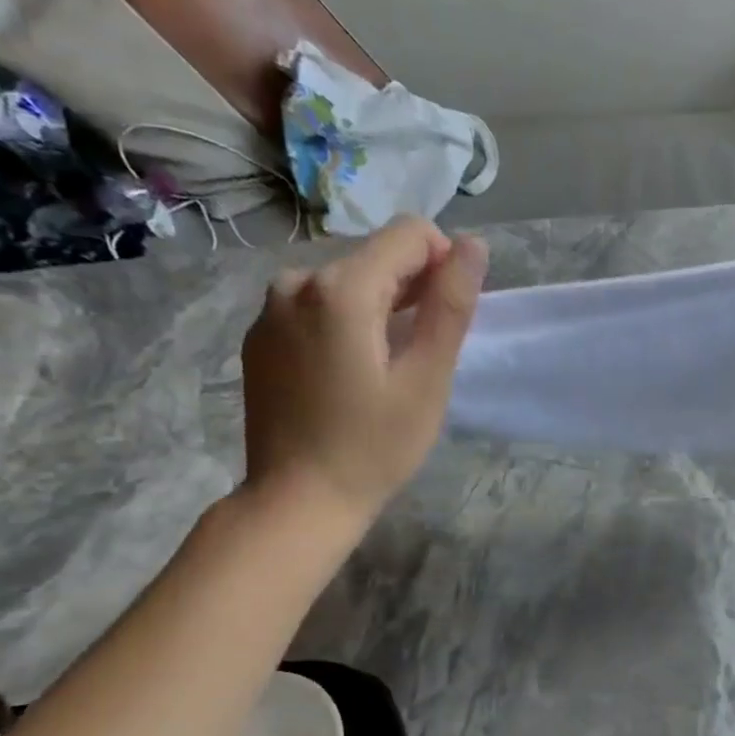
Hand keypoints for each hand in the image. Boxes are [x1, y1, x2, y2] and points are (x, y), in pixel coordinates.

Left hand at [241, 215, 487, 534]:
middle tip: (422, 355)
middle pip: (375, 257)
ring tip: (387, 368)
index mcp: (340, 288)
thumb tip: (474, 244)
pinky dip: (344, 324)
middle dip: (411, 289)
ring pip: (346, 282)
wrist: (297, 500)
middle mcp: (296, 281)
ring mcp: (270, 308)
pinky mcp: (260, 336)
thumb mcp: (427, 379)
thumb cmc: (374, 447)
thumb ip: (451, 306)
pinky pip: (316, 307)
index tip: (447, 319)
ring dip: (379, 308)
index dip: (444, 264)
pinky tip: (349, 375)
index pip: (409, 234)